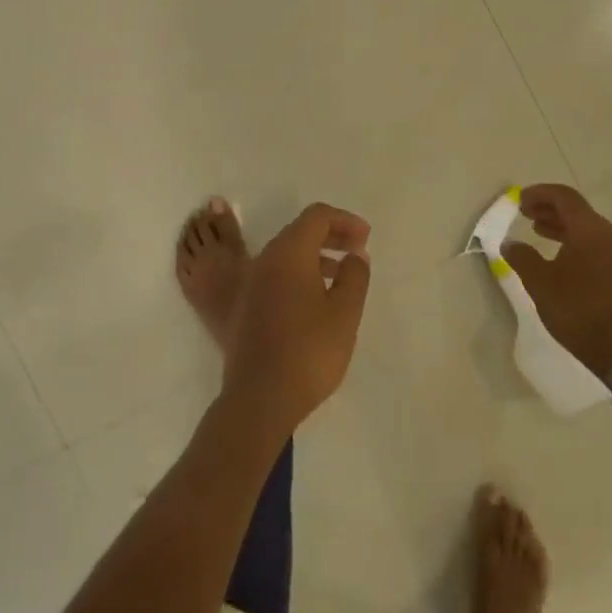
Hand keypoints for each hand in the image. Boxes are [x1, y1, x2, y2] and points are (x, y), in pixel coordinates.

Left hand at [223, 202, 372, 432]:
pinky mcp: (246, 306)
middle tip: (358, 251)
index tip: (366, 239)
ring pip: (287, 255)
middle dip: (332, 235)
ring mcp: (251, 283)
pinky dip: (300, 275)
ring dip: (316, 257)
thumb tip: (354, 256)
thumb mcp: (345, 313)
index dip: (344, 221)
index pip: (316, 216)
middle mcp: (265, 260)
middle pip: (299, 232)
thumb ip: (355, 277)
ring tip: (344, 275)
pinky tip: (318, 299)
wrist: (259, 396)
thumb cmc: (309, 350)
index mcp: (288, 253)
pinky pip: (276, 275)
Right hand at [501, 184, 611, 377]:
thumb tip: (510, 243)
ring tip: (539, 232)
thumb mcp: (541, 284)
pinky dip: (577, 242)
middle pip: (579, 211)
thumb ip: (522, 258)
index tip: (519, 199)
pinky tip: (561, 257)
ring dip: (563, 227)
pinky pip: (599, 245)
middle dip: (550, 209)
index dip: (540, 194)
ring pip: (590, 229)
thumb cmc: (580, 312)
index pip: (565, 198)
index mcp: (592, 231)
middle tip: (525, 213)